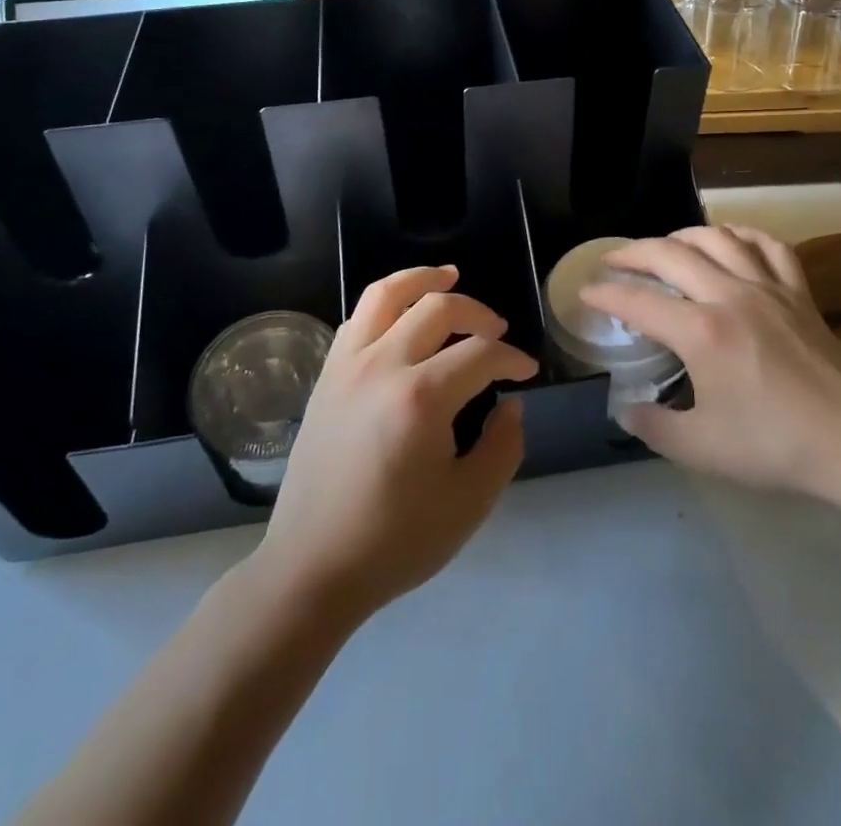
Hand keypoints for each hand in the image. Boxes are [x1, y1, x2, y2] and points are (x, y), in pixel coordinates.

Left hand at [254, 266, 537, 619]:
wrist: (313, 566)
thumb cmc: (395, 540)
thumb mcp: (469, 503)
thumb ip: (503, 446)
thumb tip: (510, 404)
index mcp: (421, 397)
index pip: (480, 354)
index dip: (512, 358)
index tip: (527, 371)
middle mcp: (382, 365)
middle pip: (438, 308)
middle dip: (478, 313)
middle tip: (497, 332)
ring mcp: (347, 364)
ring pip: (387, 294)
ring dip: (423, 279)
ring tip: (449, 276)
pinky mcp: (326, 374)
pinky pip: (358, 317)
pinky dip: (387, 302)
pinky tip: (402, 316)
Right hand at [581, 225, 840, 509]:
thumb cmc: (774, 446)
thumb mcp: (701, 448)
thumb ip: (654, 426)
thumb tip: (626, 411)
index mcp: (701, 332)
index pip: (638, 301)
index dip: (605, 295)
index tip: (585, 292)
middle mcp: (729, 295)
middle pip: (670, 255)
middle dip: (633, 253)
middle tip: (612, 261)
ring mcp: (768, 288)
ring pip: (716, 238)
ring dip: (681, 236)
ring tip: (664, 246)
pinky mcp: (799, 292)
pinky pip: (768, 245)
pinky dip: (742, 234)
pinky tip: (730, 239)